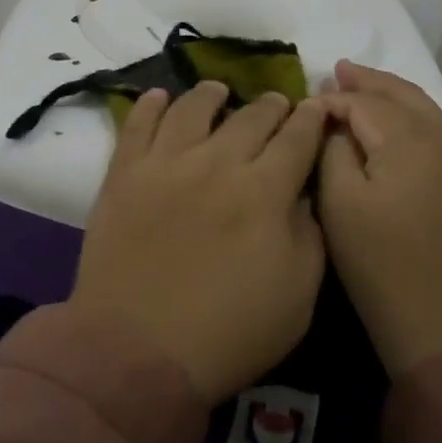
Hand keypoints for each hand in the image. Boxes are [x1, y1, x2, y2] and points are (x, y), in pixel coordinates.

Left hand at [70, 83, 329, 403]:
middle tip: (277, 103)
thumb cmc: (229, 332)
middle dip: (272, 105)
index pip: (297, 137)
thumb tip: (303, 194)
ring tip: (219, 91)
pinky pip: (138, 124)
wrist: (138, 350)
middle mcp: (218, 162)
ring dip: (212, 95)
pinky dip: (151, 105)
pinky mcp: (125, 173)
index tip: (316, 108)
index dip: (311, 119)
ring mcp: (166, 162)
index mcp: (265, 190)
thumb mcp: (299, 296)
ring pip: (194, 108)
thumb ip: (309, 234)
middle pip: (251, 116)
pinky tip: (160, 97)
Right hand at [318, 61, 441, 375]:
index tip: (306, 103)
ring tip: (362, 83)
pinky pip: (435, 131)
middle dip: (369, 81)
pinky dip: (410, 116)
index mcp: (410, 141)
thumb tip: (335, 120)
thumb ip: (334, 147)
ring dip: (391, 94)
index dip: (334, 99)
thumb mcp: (339, 201)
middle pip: (402, 95)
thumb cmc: (377, 261)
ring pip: (423, 109)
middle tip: (338, 68)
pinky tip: (392, 122)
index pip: (366, 103)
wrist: (439, 321)